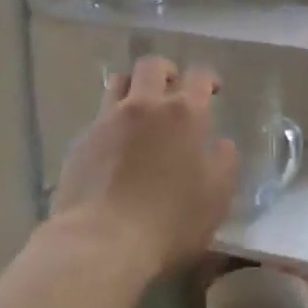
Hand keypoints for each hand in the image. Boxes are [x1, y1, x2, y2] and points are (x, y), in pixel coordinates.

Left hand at [52, 55, 238, 278]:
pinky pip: (100, 114)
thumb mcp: (216, 197)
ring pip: (119, 81)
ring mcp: (109, 119)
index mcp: (183, 113)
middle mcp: (145, 105)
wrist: (102, 240)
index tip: (213, 91)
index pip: (199, 76)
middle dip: (167, 72)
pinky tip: (116, 143)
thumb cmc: (170, 220)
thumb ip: (225, 162)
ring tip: (140, 107)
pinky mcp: (83, 139)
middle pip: (153, 66)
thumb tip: (223, 143)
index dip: (208, 79)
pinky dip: (112, 119)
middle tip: (174, 89)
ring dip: (134, 86)